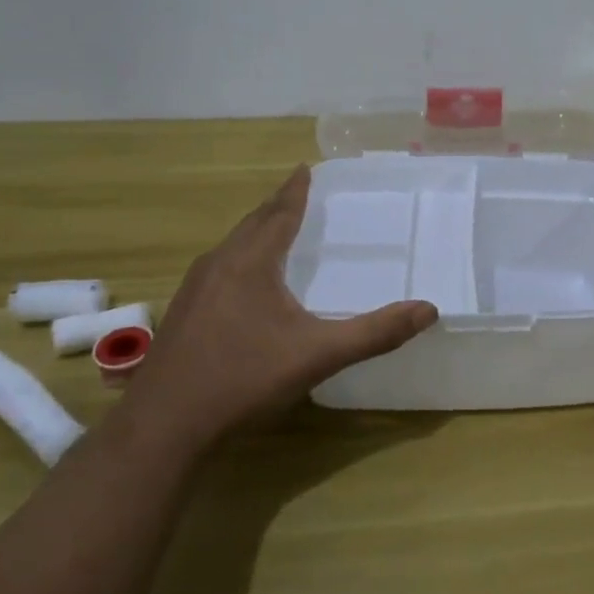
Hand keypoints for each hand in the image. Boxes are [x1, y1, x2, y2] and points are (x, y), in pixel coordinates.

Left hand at [117, 167, 436, 454]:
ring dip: (256, 232)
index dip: (295, 191)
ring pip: (231, 247)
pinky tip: (245, 282)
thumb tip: (429, 310)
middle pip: (252, 224)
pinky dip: (240, 258)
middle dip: (276, 207)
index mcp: (250, 263)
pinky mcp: (182, 314)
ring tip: (275, 229)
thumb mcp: (318, 355)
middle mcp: (218, 265)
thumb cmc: (244, 379)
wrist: (164, 426)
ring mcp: (193, 290)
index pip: (279, 214)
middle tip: (297, 193)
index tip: (305, 168)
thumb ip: (375, 333)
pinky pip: (218, 269)